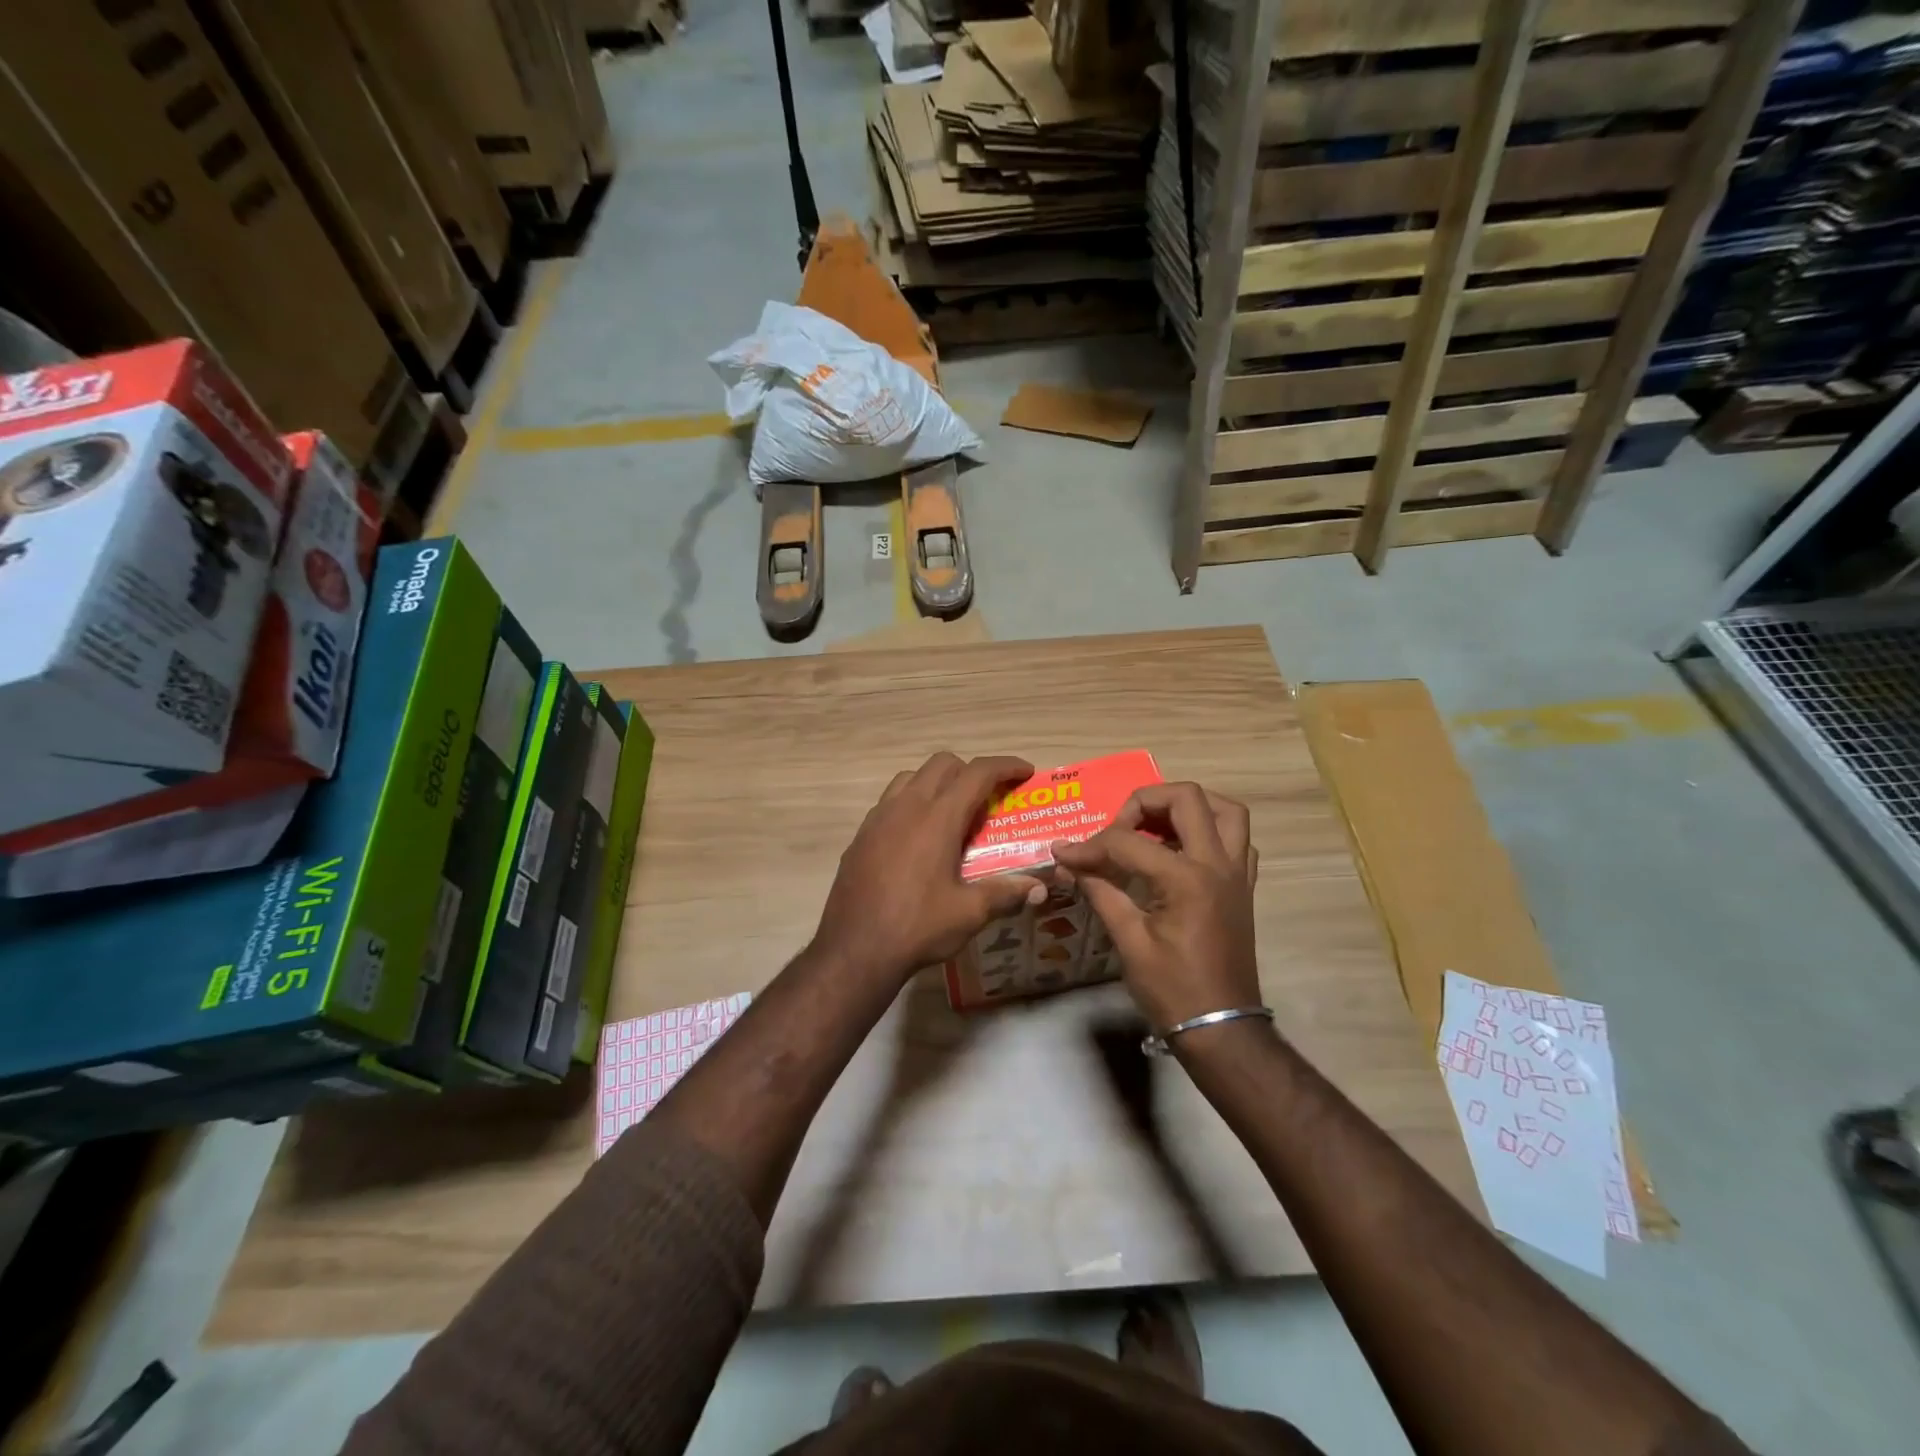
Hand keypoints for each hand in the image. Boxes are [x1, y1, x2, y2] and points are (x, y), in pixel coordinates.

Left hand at [813, 753, 1044, 984]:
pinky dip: (911, 804)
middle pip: (942, 764)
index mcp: (938, 818)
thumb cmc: (917, 927)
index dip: (1006, 766)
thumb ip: (1005, 893)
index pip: (977, 773)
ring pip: (911, 777)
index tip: (1025, 771)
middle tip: (988, 800)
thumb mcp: (968, 913)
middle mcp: (907, 807)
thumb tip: (1038, 888)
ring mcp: (878, 818)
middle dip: (971, 771)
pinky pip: (890, 801)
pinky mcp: (861, 835)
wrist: (854, 949)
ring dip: (937, 783)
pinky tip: (918, 839)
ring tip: (951, 815)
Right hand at [1051, 783, 1258, 1032]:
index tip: (1065, 853)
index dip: (1090, 845)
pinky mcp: (1243, 888)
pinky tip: (1182, 851)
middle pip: (1187, 798)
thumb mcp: (1129, 941)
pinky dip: (1210, 832)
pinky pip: (1238, 841)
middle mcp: (1218, 864)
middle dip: (1145, 801)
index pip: (1128, 842)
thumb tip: (1070, 862)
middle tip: (1119, 827)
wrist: (1222, 1028)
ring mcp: (1237, 874)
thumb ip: (1102, 891)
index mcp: (1186, 879)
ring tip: (1155, 825)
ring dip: (1189, 807)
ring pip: (1226, 810)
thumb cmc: (1172, 990)